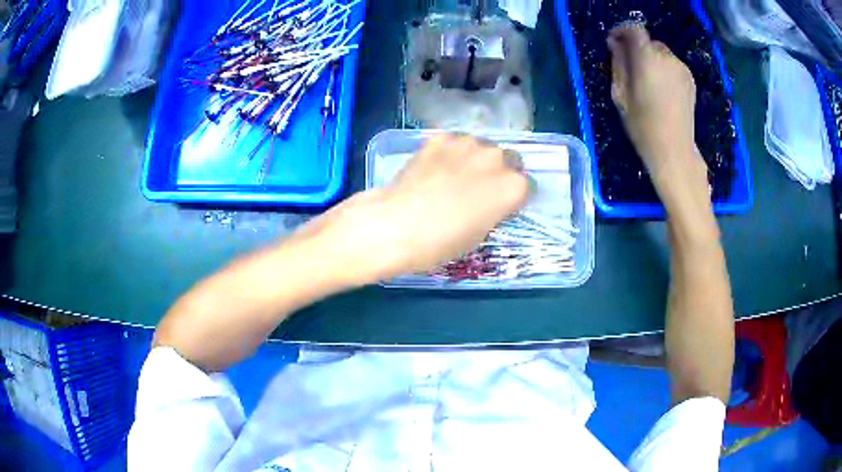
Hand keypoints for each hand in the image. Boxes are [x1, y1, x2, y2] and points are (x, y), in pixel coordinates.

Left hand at [293, 134, 530, 283]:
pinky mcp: (439, 137)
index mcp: (513, 186)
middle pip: (509, 159)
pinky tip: (433, 169)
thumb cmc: (441, 242)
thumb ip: (495, 210)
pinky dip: (449, 153)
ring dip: (475, 159)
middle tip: (478, 189)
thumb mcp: (479, 234)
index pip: (527, 185)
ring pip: (481, 147)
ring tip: (453, 176)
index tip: (501, 205)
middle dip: (499, 172)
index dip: (514, 196)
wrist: (396, 225)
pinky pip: (454, 143)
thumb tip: (491, 200)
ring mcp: (467, 143)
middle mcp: (496, 158)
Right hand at [607, 25, 706, 190]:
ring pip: (661, 53)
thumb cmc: (643, 126)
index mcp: (647, 59)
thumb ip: (618, 64)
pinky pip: (672, 65)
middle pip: (648, 42)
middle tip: (629, 67)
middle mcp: (667, 58)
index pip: (635, 29)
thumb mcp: (620, 94)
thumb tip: (616, 44)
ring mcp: (682, 69)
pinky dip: (663, 69)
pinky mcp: (690, 79)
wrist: (674, 151)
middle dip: (637, 49)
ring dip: (651, 60)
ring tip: (646, 82)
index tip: (613, 41)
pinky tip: (660, 89)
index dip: (622, 30)